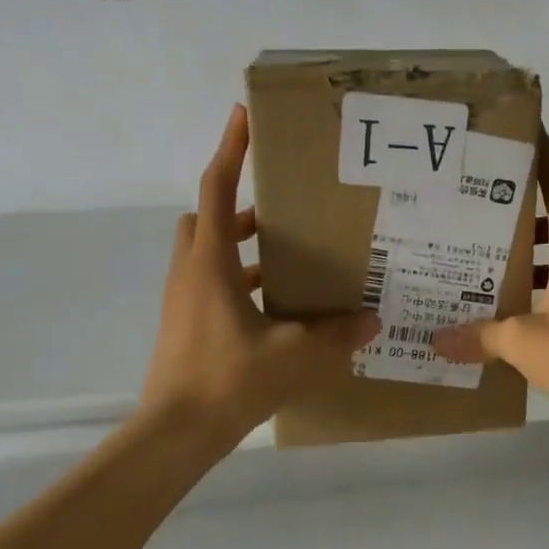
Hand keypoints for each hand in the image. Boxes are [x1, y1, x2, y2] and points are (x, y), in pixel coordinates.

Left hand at [140, 105, 379, 448]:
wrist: (176, 433)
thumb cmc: (228, 379)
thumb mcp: (294, 355)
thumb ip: (337, 336)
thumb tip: (372, 320)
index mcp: (210, 263)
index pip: (216, 189)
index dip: (230, 149)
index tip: (242, 115)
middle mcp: (190, 273)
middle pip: (206, 220)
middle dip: (240, 210)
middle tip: (283, 217)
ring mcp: (183, 302)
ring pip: (208, 256)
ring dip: (242, 252)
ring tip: (290, 265)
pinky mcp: (186, 326)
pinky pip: (212, 287)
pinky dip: (240, 285)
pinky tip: (277, 312)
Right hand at [434, 132, 548, 417]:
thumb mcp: (522, 341)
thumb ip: (479, 336)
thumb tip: (438, 339)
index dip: (542, 157)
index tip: (523, 133)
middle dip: (519, 209)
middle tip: (478, 205)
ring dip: (527, 252)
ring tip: (485, 255)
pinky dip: (538, 285)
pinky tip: (509, 305)